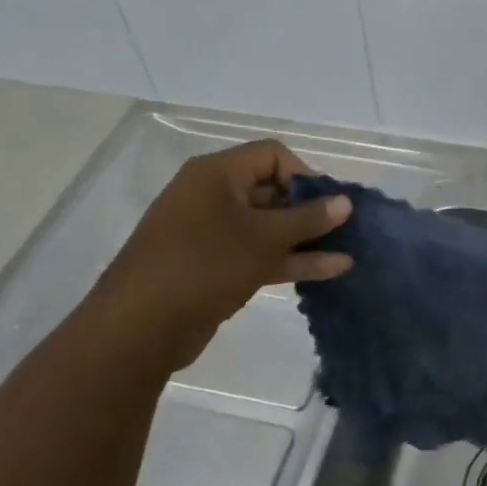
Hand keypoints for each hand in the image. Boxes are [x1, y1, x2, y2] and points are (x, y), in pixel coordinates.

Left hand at [85, 140, 352, 371]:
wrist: (138, 329)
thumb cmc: (204, 266)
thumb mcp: (264, 239)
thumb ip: (308, 219)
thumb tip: (345, 201)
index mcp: (217, 174)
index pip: (272, 155)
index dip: (305, 174)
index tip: (329, 203)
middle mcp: (212, 196)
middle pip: (271, 190)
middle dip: (310, 209)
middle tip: (344, 228)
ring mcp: (211, 233)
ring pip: (267, 226)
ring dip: (305, 238)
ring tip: (348, 249)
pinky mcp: (213, 266)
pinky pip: (257, 253)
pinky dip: (288, 259)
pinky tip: (330, 271)